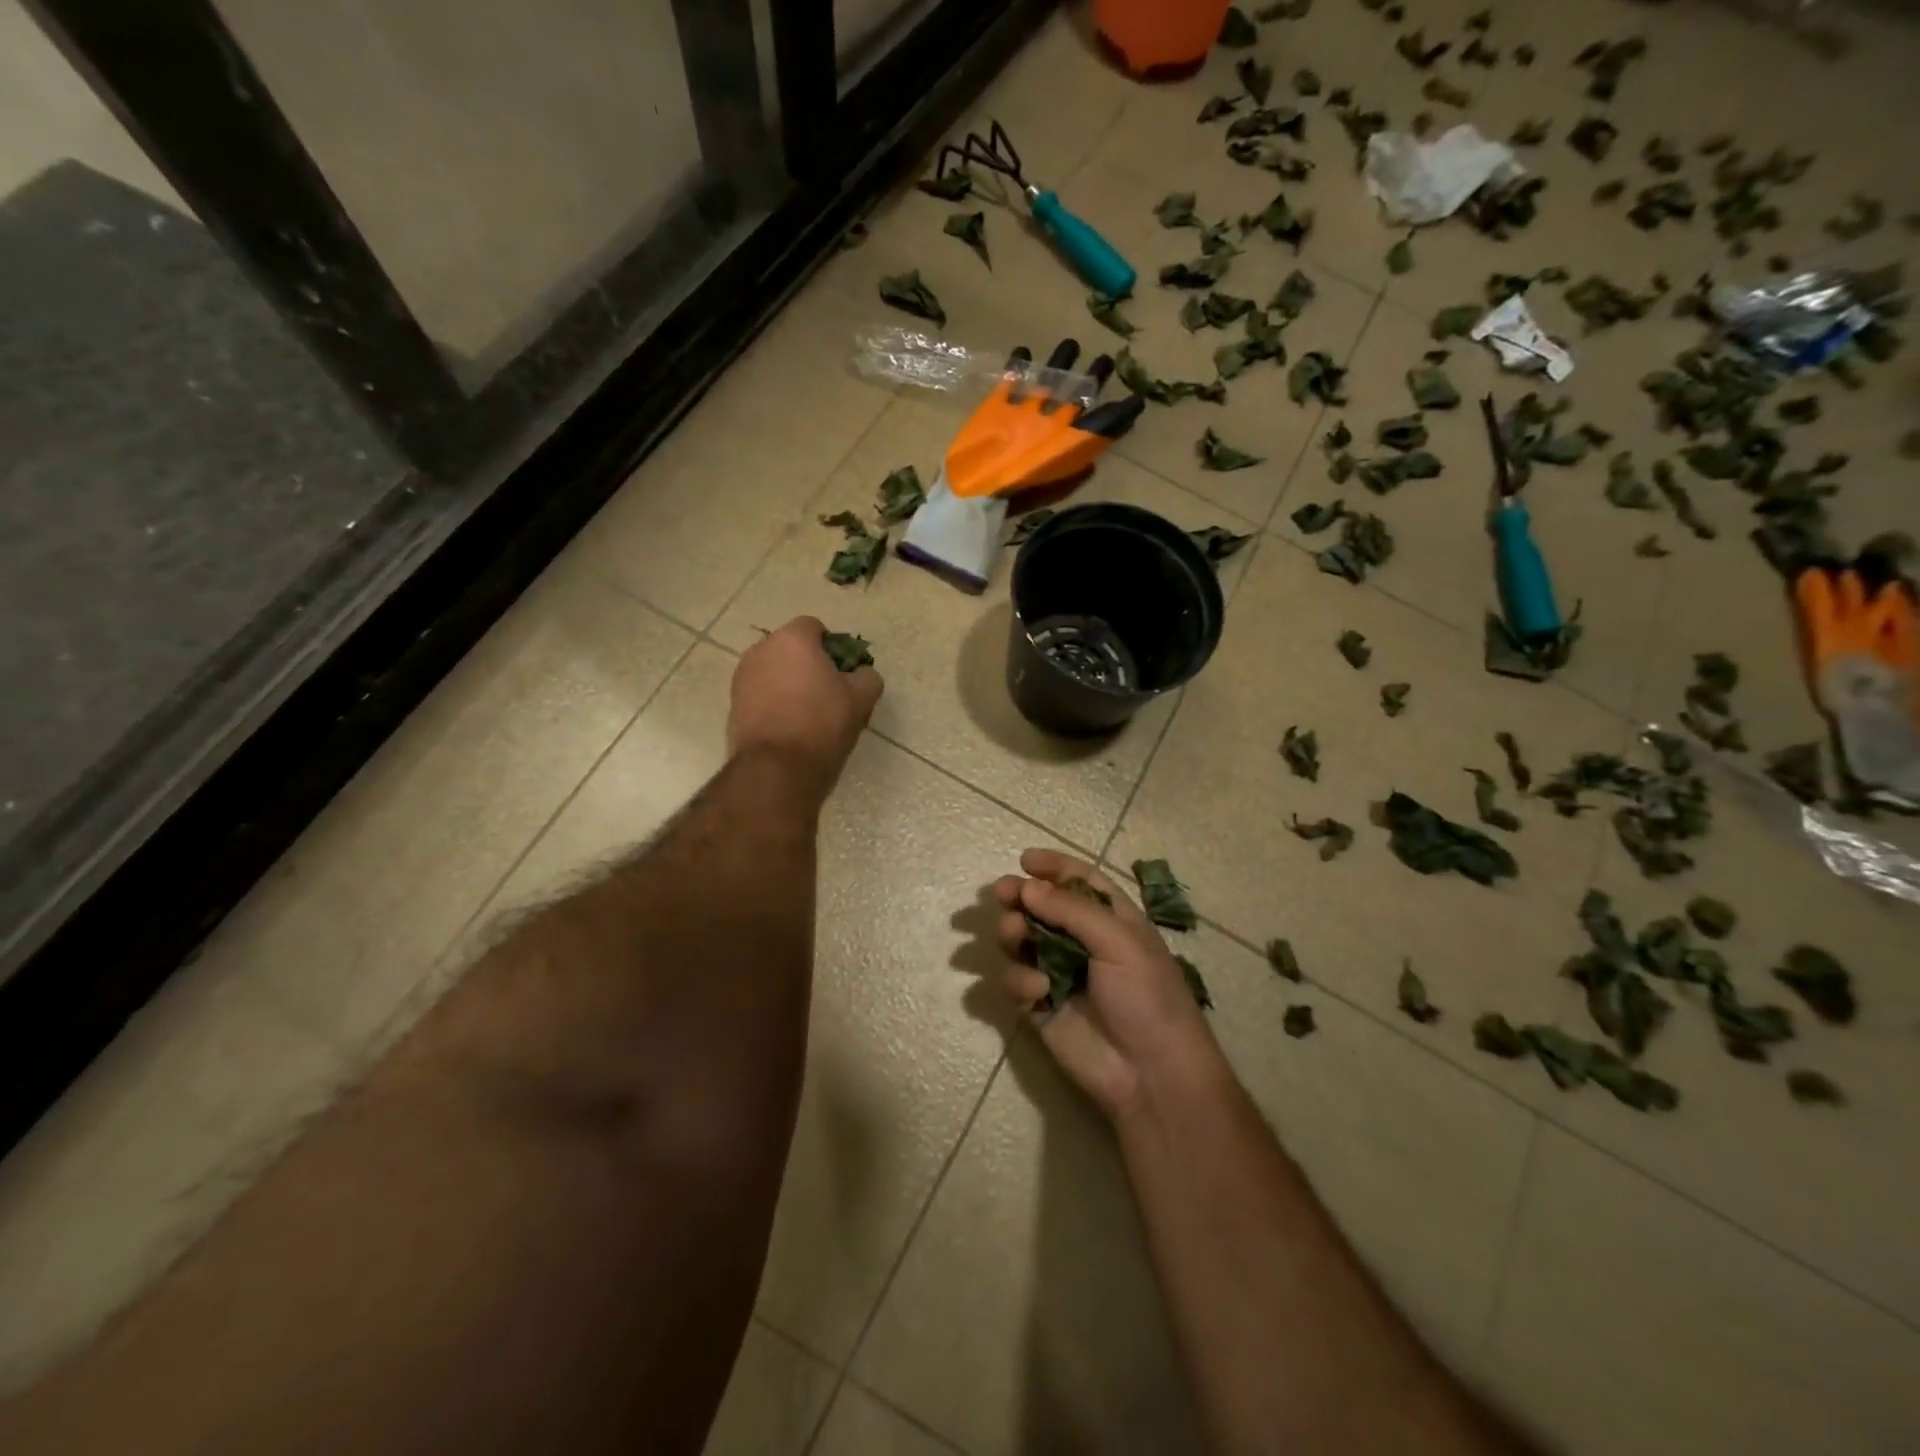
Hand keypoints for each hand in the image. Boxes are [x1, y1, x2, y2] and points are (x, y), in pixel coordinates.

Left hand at [728, 616, 882, 797]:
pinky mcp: (733, 705)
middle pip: (791, 649)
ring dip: (790, 684)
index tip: (843, 673)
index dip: (832, 647)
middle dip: (808, 665)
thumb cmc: (822, 724)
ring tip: (808, 714)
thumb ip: (867, 676)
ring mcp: (742, 678)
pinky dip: (774, 703)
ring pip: (774, 672)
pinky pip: (761, 694)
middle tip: (829, 694)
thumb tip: (860, 674)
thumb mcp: (862, 698)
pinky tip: (789, 728)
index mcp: (792, 640)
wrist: (777, 768)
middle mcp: (760, 650)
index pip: (815, 627)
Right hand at [994, 849, 1229, 1120]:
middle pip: (1043, 907)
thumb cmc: (1146, 996)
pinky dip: (1020, 979)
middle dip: (1021, 896)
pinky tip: (1037, 991)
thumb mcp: (1119, 941)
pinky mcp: (1040, 1007)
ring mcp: (1059, 974)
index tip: (1025, 859)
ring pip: (1022, 940)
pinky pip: (1016, 980)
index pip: (1081, 882)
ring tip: (1015, 934)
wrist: (1150, 1073)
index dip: (1054, 867)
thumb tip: (1027, 886)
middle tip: (1002, 893)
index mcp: (1112, 920)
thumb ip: (1071, 909)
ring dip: (1014, 931)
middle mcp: (1083, 942)